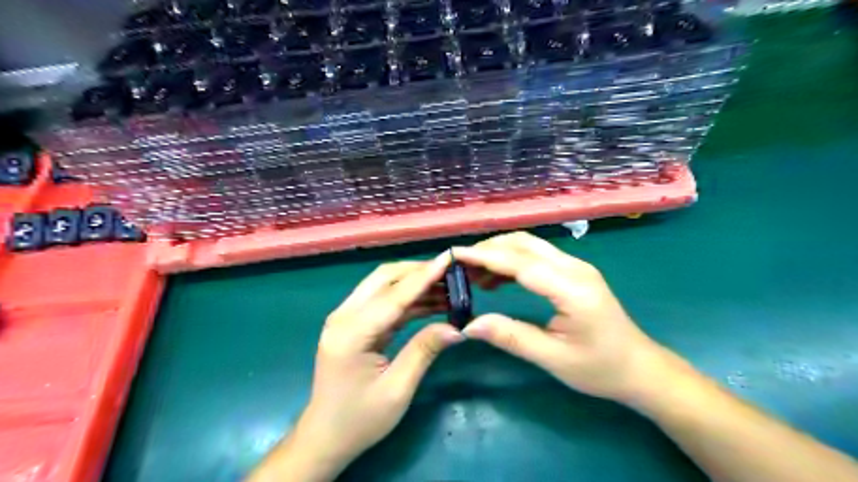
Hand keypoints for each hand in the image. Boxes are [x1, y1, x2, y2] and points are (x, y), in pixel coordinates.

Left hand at [285, 254, 462, 480]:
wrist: (326, 436)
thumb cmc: (360, 419)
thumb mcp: (398, 389)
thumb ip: (424, 350)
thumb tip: (457, 326)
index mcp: (351, 333)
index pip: (394, 296)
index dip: (424, 276)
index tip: (449, 258)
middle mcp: (344, 316)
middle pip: (384, 278)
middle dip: (418, 271)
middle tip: (451, 273)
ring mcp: (346, 318)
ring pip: (383, 286)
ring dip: (414, 283)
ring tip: (448, 286)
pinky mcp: (353, 323)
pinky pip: (383, 302)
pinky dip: (407, 298)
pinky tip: (431, 301)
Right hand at [456, 232, 668, 402]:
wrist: (640, 368)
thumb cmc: (600, 368)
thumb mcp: (553, 359)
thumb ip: (511, 337)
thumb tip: (469, 325)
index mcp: (572, 288)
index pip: (520, 263)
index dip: (485, 256)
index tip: (454, 255)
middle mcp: (574, 268)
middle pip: (523, 244)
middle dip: (488, 249)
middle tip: (459, 266)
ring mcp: (576, 266)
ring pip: (529, 245)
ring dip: (499, 252)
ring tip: (472, 273)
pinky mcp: (573, 272)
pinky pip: (537, 256)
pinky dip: (512, 261)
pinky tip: (495, 279)